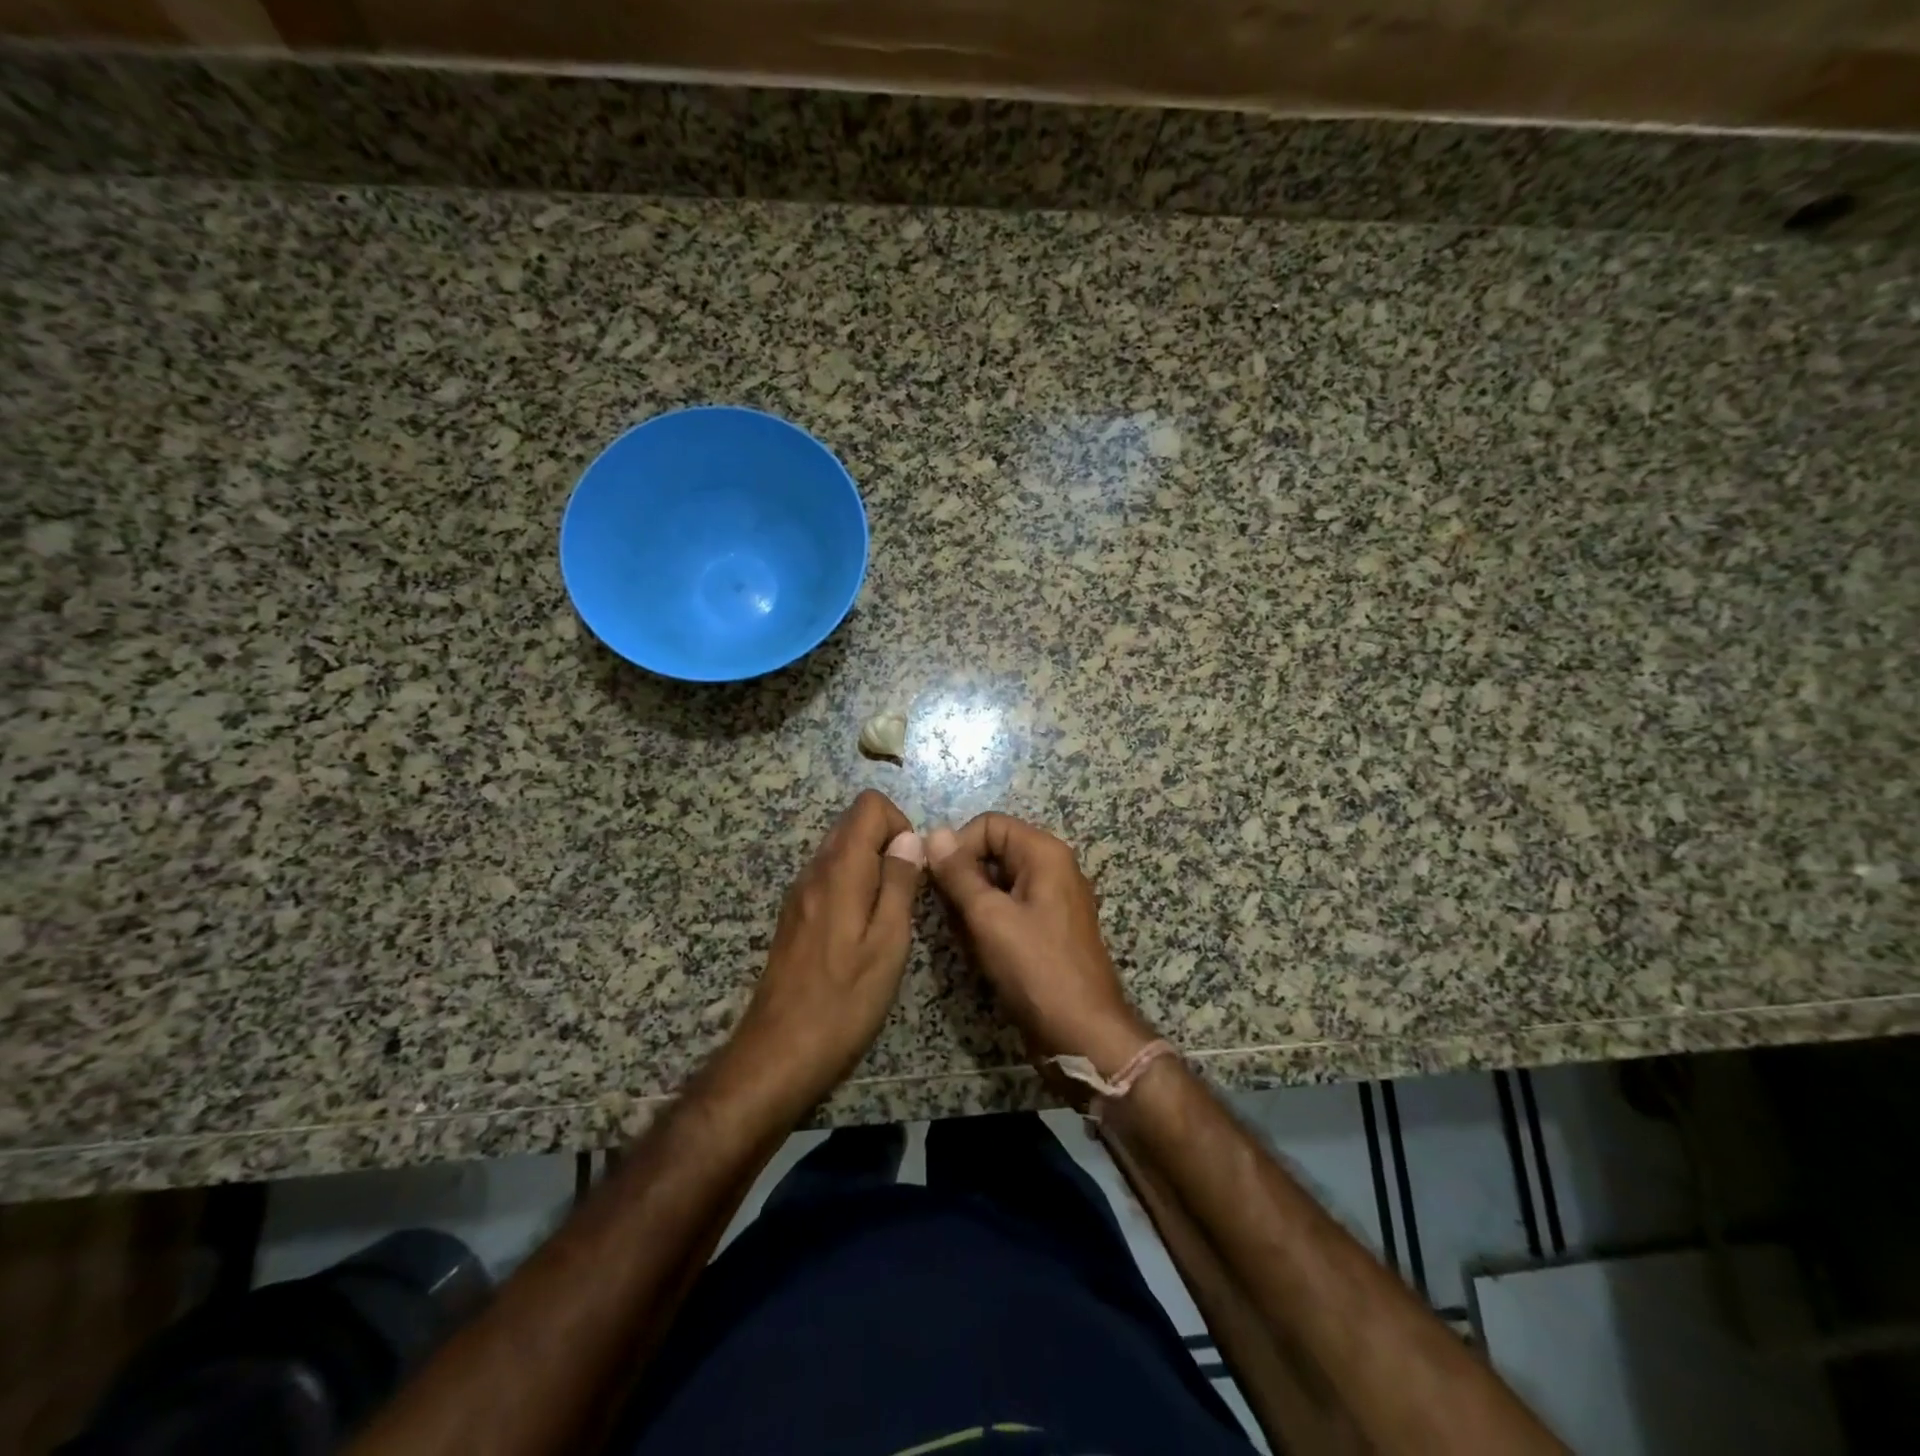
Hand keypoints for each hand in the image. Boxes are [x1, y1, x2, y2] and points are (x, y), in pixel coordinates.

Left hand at [728, 790, 924, 1112]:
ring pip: (841, 851)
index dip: (900, 824)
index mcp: (840, 871)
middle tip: (907, 894)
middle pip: (853, 824)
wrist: (778, 1053)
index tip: (914, 868)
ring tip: (889, 917)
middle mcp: (814, 871)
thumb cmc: (843, 1002)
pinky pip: (829, 878)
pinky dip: (854, 886)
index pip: (869, 805)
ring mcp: (799, 894)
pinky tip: (862, 933)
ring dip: (872, 867)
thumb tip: (911, 838)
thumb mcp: (888, 944)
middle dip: (888, 844)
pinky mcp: (795, 917)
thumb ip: (900, 884)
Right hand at [927, 812, 1155, 1077]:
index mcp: (1045, 853)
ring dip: (974, 904)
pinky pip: (1011, 907)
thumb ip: (959, 874)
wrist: (1082, 1033)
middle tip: (950, 914)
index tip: (938, 881)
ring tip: (967, 936)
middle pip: (994, 851)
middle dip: (965, 878)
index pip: (989, 824)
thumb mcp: (989, 917)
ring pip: (998, 882)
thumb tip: (935, 834)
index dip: (959, 846)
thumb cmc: (1035, 968)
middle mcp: (1053, 867)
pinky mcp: (1049, 927)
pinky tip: (981, 949)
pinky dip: (990, 921)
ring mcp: (1054, 898)